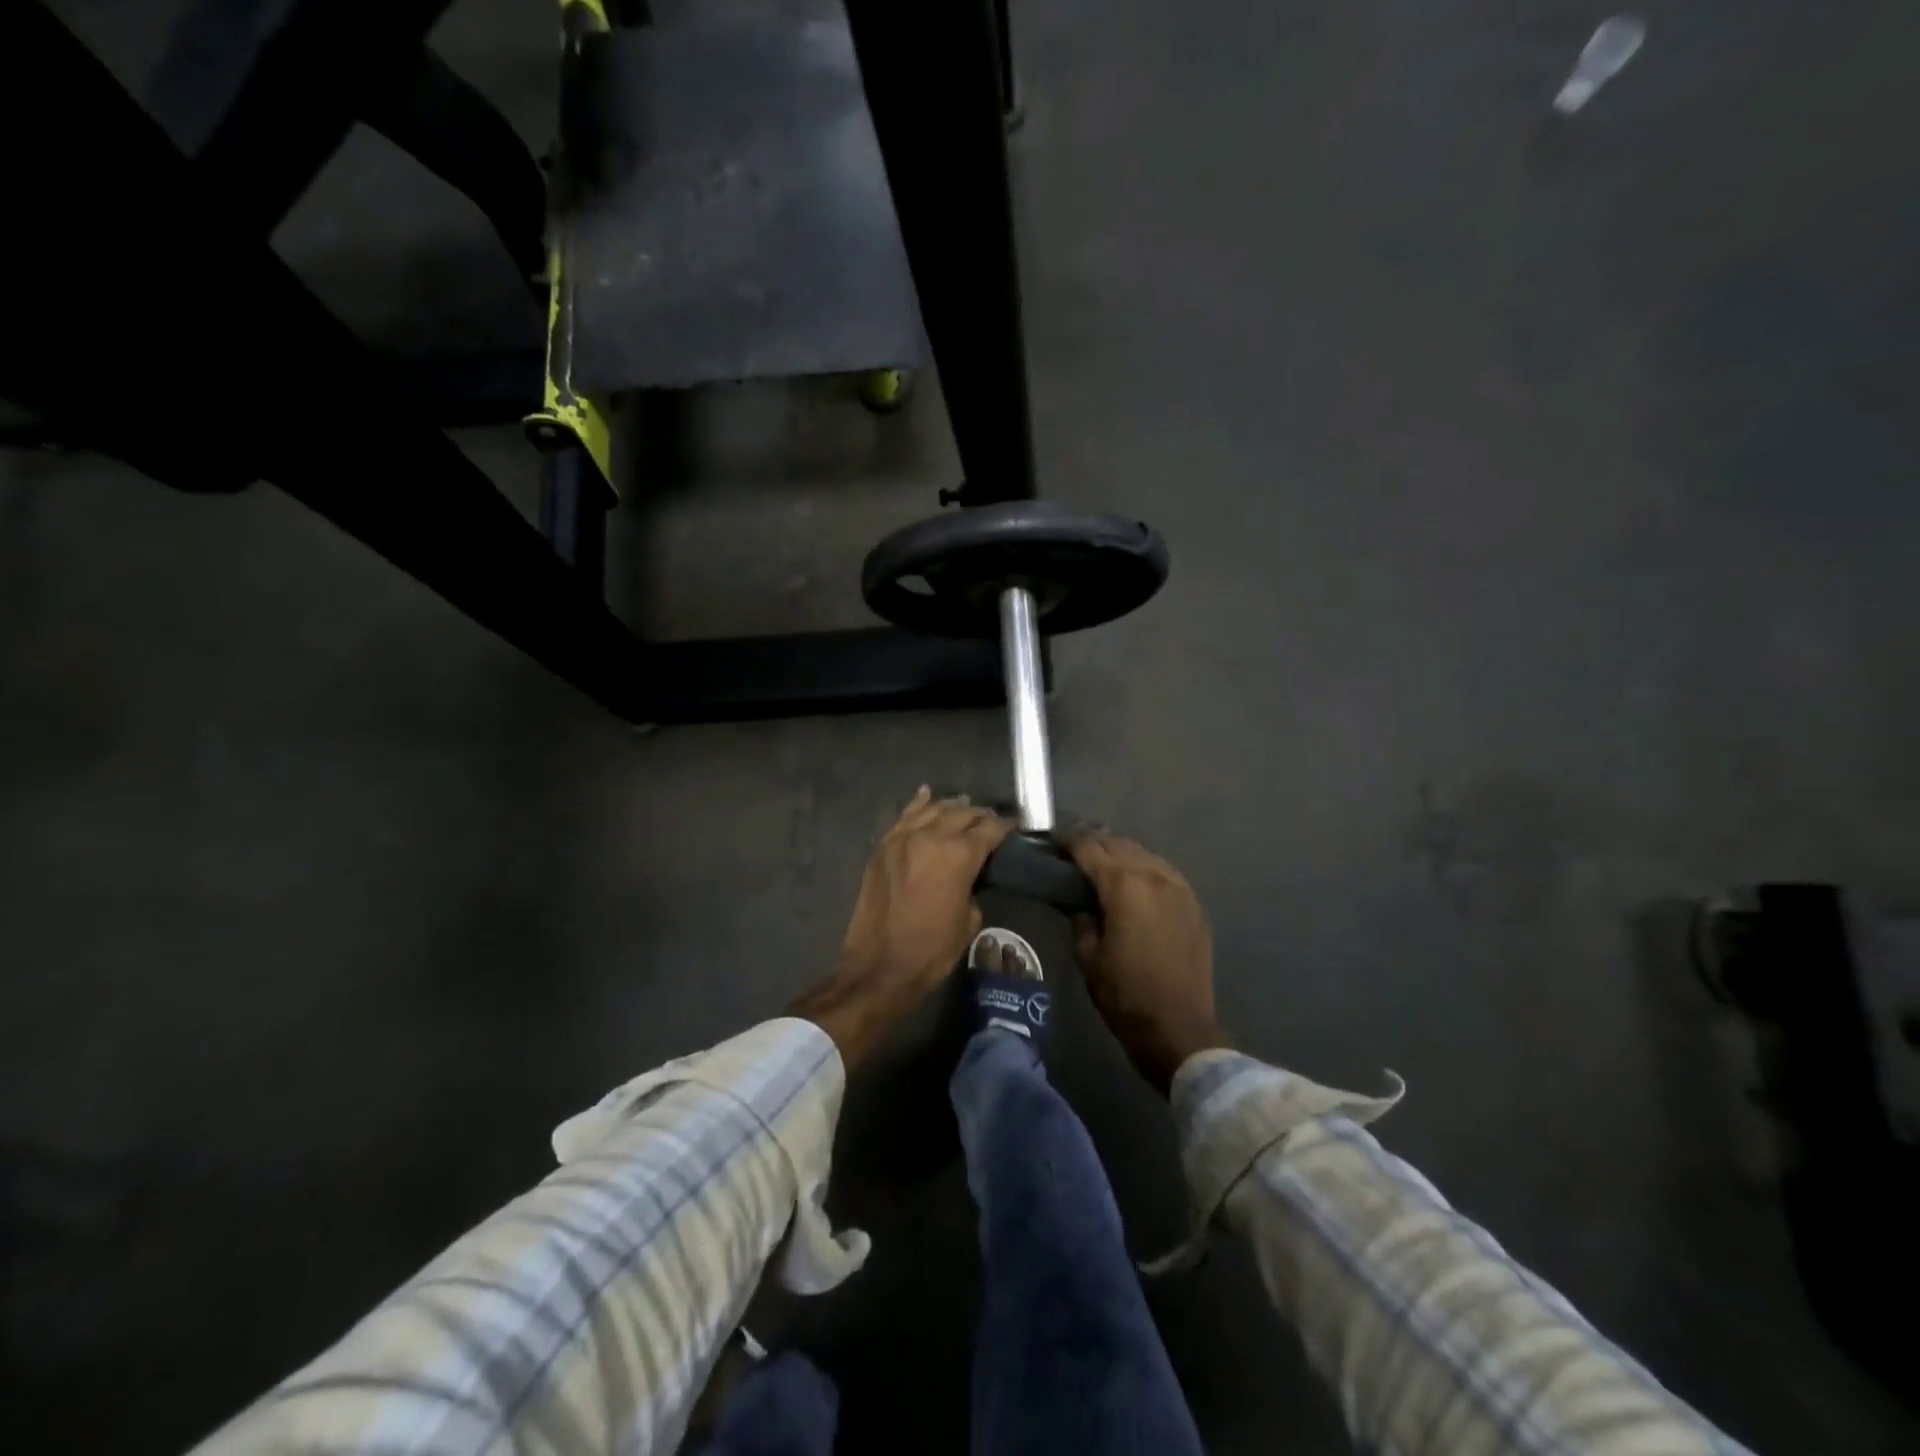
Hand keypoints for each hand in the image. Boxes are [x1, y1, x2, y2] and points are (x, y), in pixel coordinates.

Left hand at [793, 788, 1011, 1066]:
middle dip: (979, 815)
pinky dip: (918, 804)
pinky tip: (926, 795)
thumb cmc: (931, 950)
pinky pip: (904, 816)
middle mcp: (932, 836)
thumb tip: (968, 876)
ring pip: (933, 809)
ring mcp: (903, 838)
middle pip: (962, 813)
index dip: (1004, 826)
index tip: (1013, 826)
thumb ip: (972, 888)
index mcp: (959, 855)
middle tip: (989, 821)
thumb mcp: (969, 921)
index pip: (989, 829)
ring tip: (963, 807)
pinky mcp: (883, 847)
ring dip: (951, 807)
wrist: (879, 966)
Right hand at [1069, 830, 1224, 1095]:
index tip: (1053, 843)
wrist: (1179, 1028)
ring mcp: (1179, 886)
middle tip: (1074, 853)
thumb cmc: (1124, 994)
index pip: (1089, 847)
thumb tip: (1079, 900)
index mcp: (1123, 885)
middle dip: (1094, 842)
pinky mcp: (1193, 902)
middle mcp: (1153, 874)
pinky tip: (1135, 881)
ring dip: (1121, 852)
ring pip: (1144, 853)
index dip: (1068, 842)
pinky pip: (1165, 871)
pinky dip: (1145, 868)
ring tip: (1103, 863)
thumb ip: (1080, 917)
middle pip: (1118, 843)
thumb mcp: (1087, 955)